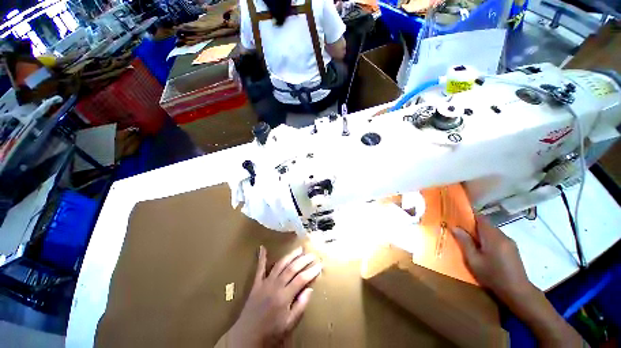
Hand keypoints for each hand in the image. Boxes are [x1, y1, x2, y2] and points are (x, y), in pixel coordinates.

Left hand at [226, 246, 321, 346]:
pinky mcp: (256, 283)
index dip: (311, 271)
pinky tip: (262, 248)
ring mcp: (265, 282)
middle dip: (304, 260)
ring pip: (280, 264)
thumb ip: (300, 306)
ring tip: (299, 249)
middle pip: (292, 268)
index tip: (319, 265)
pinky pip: (259, 268)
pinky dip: (261, 258)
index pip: (301, 279)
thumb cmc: (271, 332)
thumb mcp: (289, 324)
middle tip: (312, 254)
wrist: (246, 336)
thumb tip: (310, 289)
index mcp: (284, 296)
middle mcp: (276, 285)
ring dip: (290, 255)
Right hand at [452, 215, 533, 303]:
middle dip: (473, 225)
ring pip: (492, 231)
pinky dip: (489, 239)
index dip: (469, 215)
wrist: (517, 291)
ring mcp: (510, 242)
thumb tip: (455, 227)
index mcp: (493, 236)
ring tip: (471, 241)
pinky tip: (484, 250)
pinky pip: (498, 238)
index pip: (481, 218)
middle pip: (486, 224)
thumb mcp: (474, 260)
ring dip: (481, 233)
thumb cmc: (492, 275)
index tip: (458, 216)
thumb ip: (465, 242)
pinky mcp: (513, 249)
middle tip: (461, 231)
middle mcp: (503, 236)